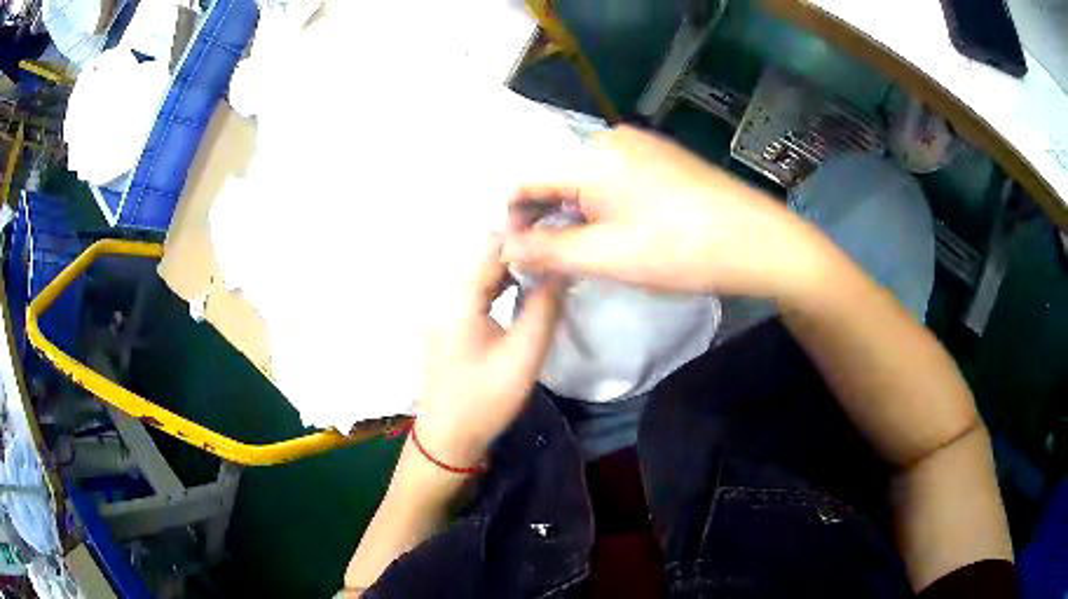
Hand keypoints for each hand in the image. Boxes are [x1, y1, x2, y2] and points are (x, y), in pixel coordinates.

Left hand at [414, 234, 561, 468]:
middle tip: (558, 264)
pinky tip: (523, 300)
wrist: (447, 437)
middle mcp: (449, 297)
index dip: (526, 239)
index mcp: (462, 299)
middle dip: (523, 254)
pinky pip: (478, 294)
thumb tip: (560, 270)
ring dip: (513, 272)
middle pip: (486, 257)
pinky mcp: (450, 326)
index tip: (557, 245)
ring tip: (547, 279)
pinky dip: (502, 289)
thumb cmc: (485, 399)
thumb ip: (544, 309)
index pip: (493, 246)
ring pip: (483, 276)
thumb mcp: (524, 355)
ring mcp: (447, 312)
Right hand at [502, 126, 832, 301]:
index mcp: (590, 157)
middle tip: (556, 260)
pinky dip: (603, 202)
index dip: (513, 218)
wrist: (759, 241)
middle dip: (547, 216)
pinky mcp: (661, 154)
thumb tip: (506, 245)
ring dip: (576, 211)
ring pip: (585, 177)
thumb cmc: (681, 250)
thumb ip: (547, 250)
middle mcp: (610, 138)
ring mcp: (640, 143)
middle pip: (556, 176)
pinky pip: (613, 175)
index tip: (520, 253)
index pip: (525, 180)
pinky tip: (622, 229)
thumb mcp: (606, 257)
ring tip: (590, 249)